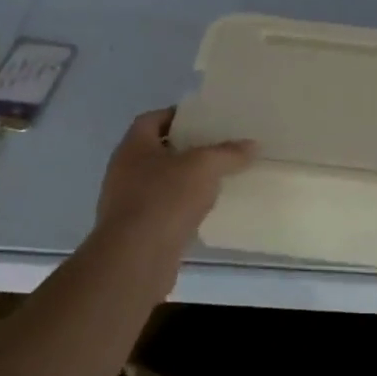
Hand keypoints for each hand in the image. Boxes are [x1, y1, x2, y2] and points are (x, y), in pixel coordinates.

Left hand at [93, 109, 254, 259]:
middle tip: (215, 147)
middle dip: (184, 149)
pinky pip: (160, 210)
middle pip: (156, 151)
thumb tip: (252, 145)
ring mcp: (125, 203)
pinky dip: (179, 208)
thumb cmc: (165, 199)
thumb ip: (228, 153)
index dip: (176, 116)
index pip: (152, 119)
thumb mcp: (204, 167)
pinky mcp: (134, 232)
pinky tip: (202, 212)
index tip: (203, 119)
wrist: (136, 259)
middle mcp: (123, 171)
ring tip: (214, 179)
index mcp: (133, 147)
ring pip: (158, 183)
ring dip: (182, 181)